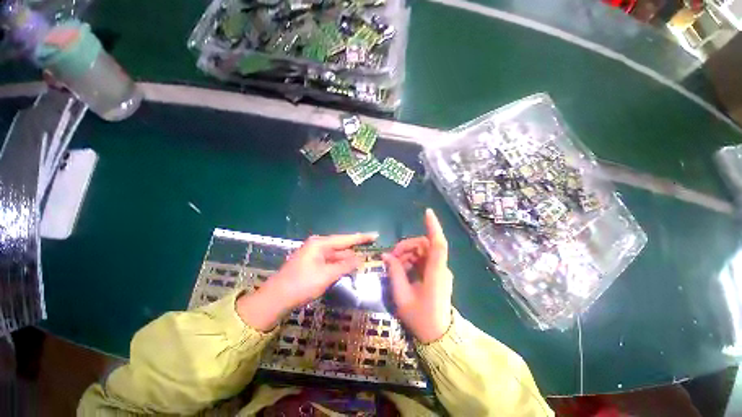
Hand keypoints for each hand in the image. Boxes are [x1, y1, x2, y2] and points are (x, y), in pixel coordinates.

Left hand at [237, 233, 375, 330]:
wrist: (276, 299)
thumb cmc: (301, 284)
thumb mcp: (326, 275)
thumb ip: (345, 266)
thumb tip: (360, 259)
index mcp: (320, 243)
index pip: (346, 238)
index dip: (362, 237)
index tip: (375, 235)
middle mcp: (318, 245)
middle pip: (341, 246)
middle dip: (355, 250)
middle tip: (371, 250)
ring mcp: (314, 254)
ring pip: (336, 255)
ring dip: (348, 259)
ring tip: (364, 260)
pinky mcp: (312, 264)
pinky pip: (331, 261)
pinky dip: (340, 265)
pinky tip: (349, 268)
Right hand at [383, 209, 453, 343]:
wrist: (438, 337)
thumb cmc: (421, 319)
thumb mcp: (402, 296)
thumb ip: (394, 273)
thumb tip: (386, 256)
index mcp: (435, 273)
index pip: (438, 244)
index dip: (433, 227)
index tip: (427, 212)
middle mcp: (440, 268)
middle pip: (425, 245)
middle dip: (406, 246)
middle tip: (391, 257)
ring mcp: (439, 271)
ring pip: (422, 251)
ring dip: (407, 254)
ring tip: (394, 265)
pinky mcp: (436, 274)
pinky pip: (422, 260)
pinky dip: (410, 260)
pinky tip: (401, 269)